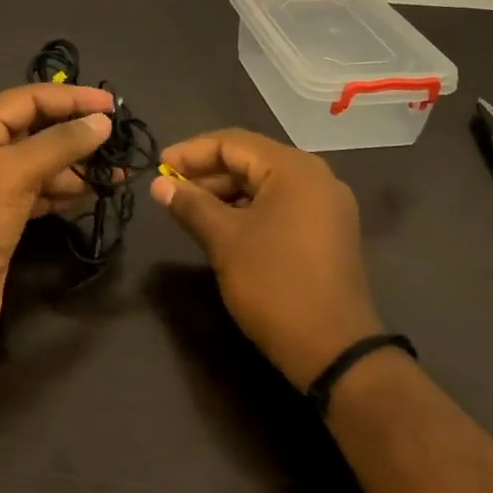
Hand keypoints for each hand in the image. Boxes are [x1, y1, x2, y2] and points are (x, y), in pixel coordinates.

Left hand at [0, 83, 115, 340]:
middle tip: (117, 137)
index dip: (71, 97)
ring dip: (78, 165)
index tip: (110, 105)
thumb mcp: (15, 174)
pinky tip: (94, 192)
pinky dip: (67, 190)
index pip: (29, 98)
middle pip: (38, 128)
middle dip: (76, 131)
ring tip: (116, 172)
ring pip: (44, 162)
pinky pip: (43, 191)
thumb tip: (102, 122)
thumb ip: (60, 143)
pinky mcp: (6, 215)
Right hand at [151, 129, 384, 389]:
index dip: (191, 153)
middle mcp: (316, 177)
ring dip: (227, 192)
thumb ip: (190, 205)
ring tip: (190, 209)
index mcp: (294, 169)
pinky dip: (250, 209)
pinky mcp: (329, 232)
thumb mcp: (224, 241)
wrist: (333, 349)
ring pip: (266, 184)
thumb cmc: (274, 284)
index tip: (158, 169)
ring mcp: (327, 206)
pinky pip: (282, 205)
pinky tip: (224, 227)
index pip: (233, 143)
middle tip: (170, 191)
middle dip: (208, 173)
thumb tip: (158, 186)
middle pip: (251, 160)